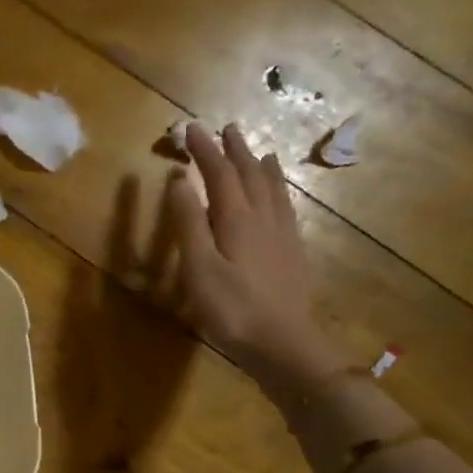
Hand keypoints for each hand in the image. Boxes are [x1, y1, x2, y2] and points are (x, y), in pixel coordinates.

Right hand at [168, 122, 346, 393]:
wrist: (283, 343)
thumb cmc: (232, 309)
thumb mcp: (199, 268)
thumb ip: (188, 223)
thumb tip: (180, 180)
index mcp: (236, 219)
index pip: (219, 174)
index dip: (205, 150)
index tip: (190, 129)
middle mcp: (263, 218)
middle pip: (249, 175)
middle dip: (234, 151)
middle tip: (226, 129)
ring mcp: (282, 235)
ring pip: (272, 189)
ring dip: (260, 166)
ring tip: (258, 151)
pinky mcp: (292, 252)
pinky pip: (285, 208)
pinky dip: (278, 191)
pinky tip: (278, 197)